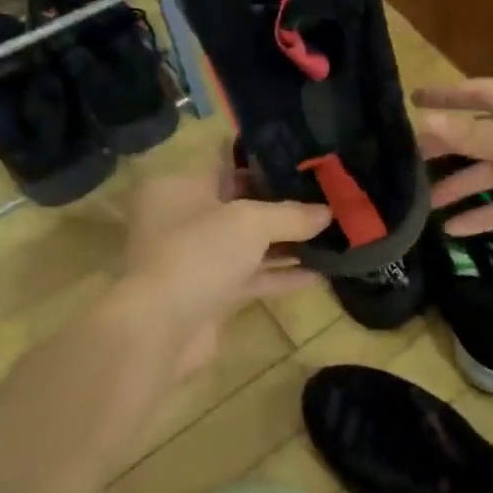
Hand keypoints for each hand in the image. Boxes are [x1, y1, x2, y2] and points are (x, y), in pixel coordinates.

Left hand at [121, 160, 329, 379]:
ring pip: (250, 244)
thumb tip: (330, 213)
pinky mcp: (211, 292)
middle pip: (243, 205)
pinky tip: (319, 273)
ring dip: (288, 242)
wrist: (160, 329)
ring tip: (332, 235)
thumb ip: (292, 215)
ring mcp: (197, 258)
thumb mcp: (251, 222)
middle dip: (285, 205)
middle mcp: (185, 218)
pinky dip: (281, 274)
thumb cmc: (199, 254)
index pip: (230, 163)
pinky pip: (253, 276)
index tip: (308, 163)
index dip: (270, 163)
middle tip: (328, 198)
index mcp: (181, 186)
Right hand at [414, 79, 492, 261]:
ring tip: (425, 202)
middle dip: (447, 145)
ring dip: (459, 185)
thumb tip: (427, 122)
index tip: (413, 99)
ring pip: (489, 174)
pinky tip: (454, 230)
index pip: (481, 93)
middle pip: (480, 136)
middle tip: (410, 159)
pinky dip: (480, 217)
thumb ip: (477, 134)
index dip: (448, 95)